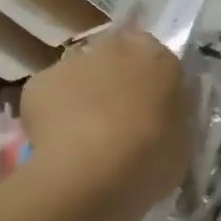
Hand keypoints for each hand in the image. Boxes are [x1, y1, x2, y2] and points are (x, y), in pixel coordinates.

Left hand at [20, 23, 191, 220]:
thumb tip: (161, 113)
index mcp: (156, 56)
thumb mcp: (182, 139)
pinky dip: (53, 115)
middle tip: (119, 126)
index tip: (151, 112)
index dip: (152, 85)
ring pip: (80, 77)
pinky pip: (50, 98)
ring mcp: (72, 62)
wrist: (90, 173)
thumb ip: (172, 116)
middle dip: (116, 85)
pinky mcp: (38, 83)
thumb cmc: (150, 158)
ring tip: (84, 142)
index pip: (157, 58)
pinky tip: (58, 146)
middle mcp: (114, 47)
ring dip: (83, 98)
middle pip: (115, 61)